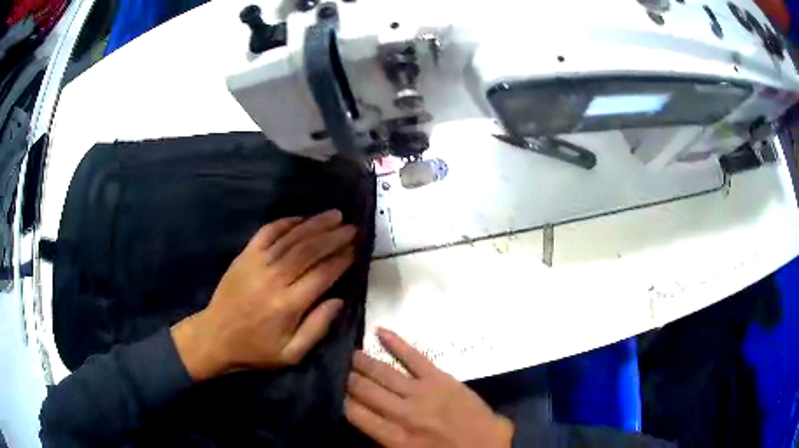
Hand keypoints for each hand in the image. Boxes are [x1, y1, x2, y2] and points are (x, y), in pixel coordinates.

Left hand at [172, 210, 356, 380]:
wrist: (215, 336)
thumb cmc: (256, 349)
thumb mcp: (291, 354)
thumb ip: (317, 328)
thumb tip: (339, 301)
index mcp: (288, 305)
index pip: (322, 274)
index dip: (341, 260)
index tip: (355, 249)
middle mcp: (274, 279)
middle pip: (309, 250)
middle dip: (333, 237)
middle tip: (352, 228)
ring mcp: (257, 263)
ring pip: (291, 238)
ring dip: (315, 224)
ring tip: (335, 215)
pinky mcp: (244, 256)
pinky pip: (267, 232)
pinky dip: (285, 223)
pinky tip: (301, 218)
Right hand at [345, 328, 514, 447]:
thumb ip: (385, 438)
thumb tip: (367, 419)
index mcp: (393, 437)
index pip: (354, 412)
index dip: (343, 400)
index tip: (338, 393)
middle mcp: (402, 413)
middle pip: (363, 389)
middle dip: (349, 379)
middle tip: (341, 371)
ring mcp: (422, 392)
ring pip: (383, 372)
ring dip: (364, 362)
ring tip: (352, 355)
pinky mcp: (440, 378)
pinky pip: (414, 356)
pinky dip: (395, 342)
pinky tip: (379, 331)